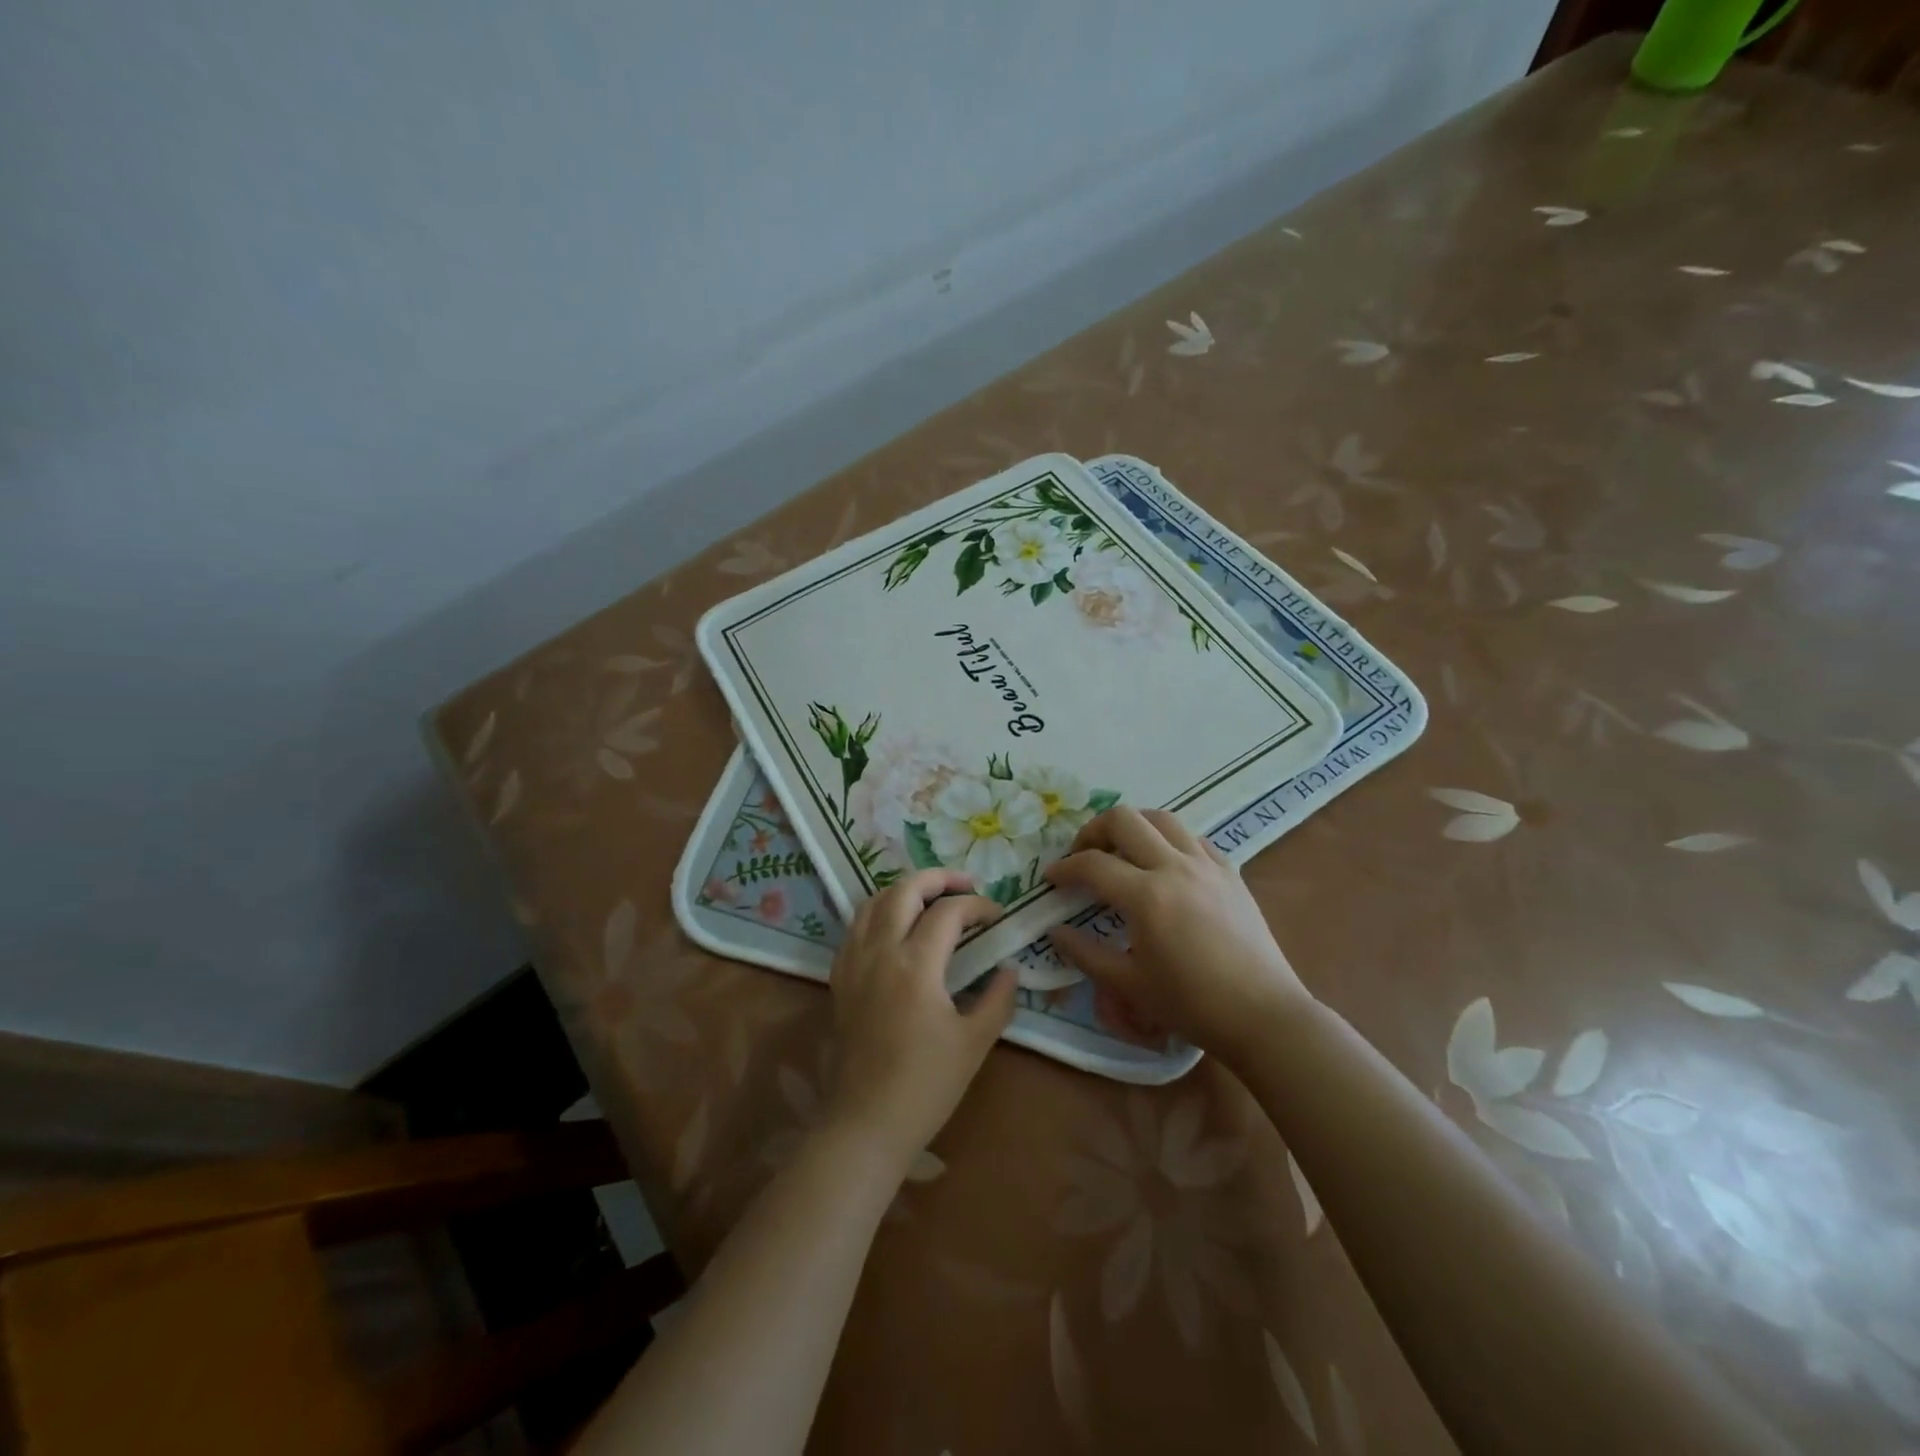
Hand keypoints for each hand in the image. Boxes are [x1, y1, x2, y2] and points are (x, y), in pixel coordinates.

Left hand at [822, 868, 1017, 1166]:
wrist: (865, 1123)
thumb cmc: (926, 1086)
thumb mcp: (974, 1042)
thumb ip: (998, 998)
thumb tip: (1009, 968)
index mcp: (915, 964)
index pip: (948, 912)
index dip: (977, 906)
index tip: (997, 917)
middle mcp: (879, 951)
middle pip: (904, 890)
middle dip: (938, 878)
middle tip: (965, 884)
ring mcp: (854, 962)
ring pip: (874, 901)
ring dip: (905, 889)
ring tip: (931, 897)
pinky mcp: (839, 978)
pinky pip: (856, 926)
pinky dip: (879, 912)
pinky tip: (896, 927)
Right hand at [1042, 806, 1311, 1064]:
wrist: (1263, 1016)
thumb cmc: (1192, 1005)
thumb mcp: (1129, 985)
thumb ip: (1085, 954)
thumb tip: (1054, 932)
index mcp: (1147, 896)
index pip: (1092, 864)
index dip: (1065, 868)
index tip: (1051, 879)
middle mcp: (1175, 867)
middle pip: (1124, 819)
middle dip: (1093, 830)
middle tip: (1083, 856)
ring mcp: (1207, 865)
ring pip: (1162, 818)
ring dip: (1133, 826)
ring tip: (1121, 851)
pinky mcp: (1231, 872)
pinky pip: (1194, 838)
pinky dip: (1170, 840)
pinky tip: (1164, 864)